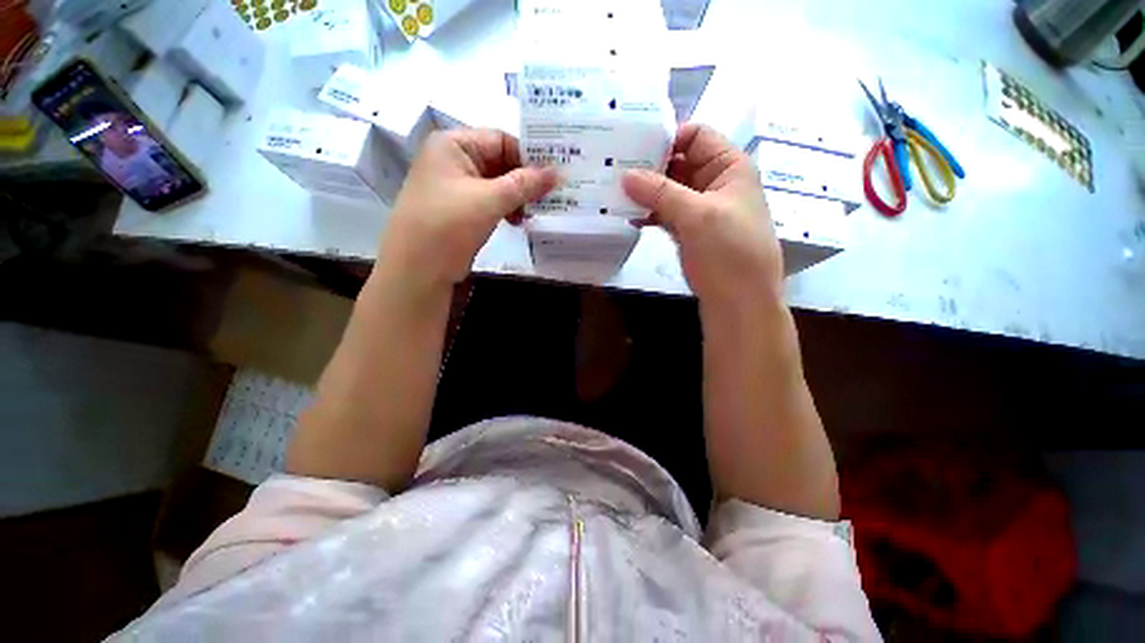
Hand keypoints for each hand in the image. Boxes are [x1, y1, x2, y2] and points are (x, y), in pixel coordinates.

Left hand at [378, 129, 558, 289]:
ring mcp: (456, 187)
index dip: (529, 156)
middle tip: (553, 195)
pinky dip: (507, 209)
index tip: (555, 174)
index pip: (501, 140)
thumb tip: (560, 173)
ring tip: (537, 211)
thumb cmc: (449, 224)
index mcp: (453, 145)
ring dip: (519, 197)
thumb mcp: (490, 200)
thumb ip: (526, 184)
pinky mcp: (461, 210)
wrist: (418, 269)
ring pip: (497, 185)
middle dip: (526, 180)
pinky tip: (520, 221)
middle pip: (500, 162)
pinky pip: (490, 202)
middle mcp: (453, 160)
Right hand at [622, 124, 782, 309]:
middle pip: (680, 162)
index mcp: (729, 167)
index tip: (632, 146)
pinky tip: (629, 217)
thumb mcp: (697, 216)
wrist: (739, 302)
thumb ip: (661, 192)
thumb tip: (625, 175)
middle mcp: (715, 183)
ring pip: (669, 190)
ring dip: (646, 192)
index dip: (667, 137)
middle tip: (614, 169)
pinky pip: (666, 214)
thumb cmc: (728, 252)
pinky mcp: (689, 232)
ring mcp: (700, 210)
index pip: (697, 135)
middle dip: (650, 166)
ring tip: (614, 193)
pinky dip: (649, 214)